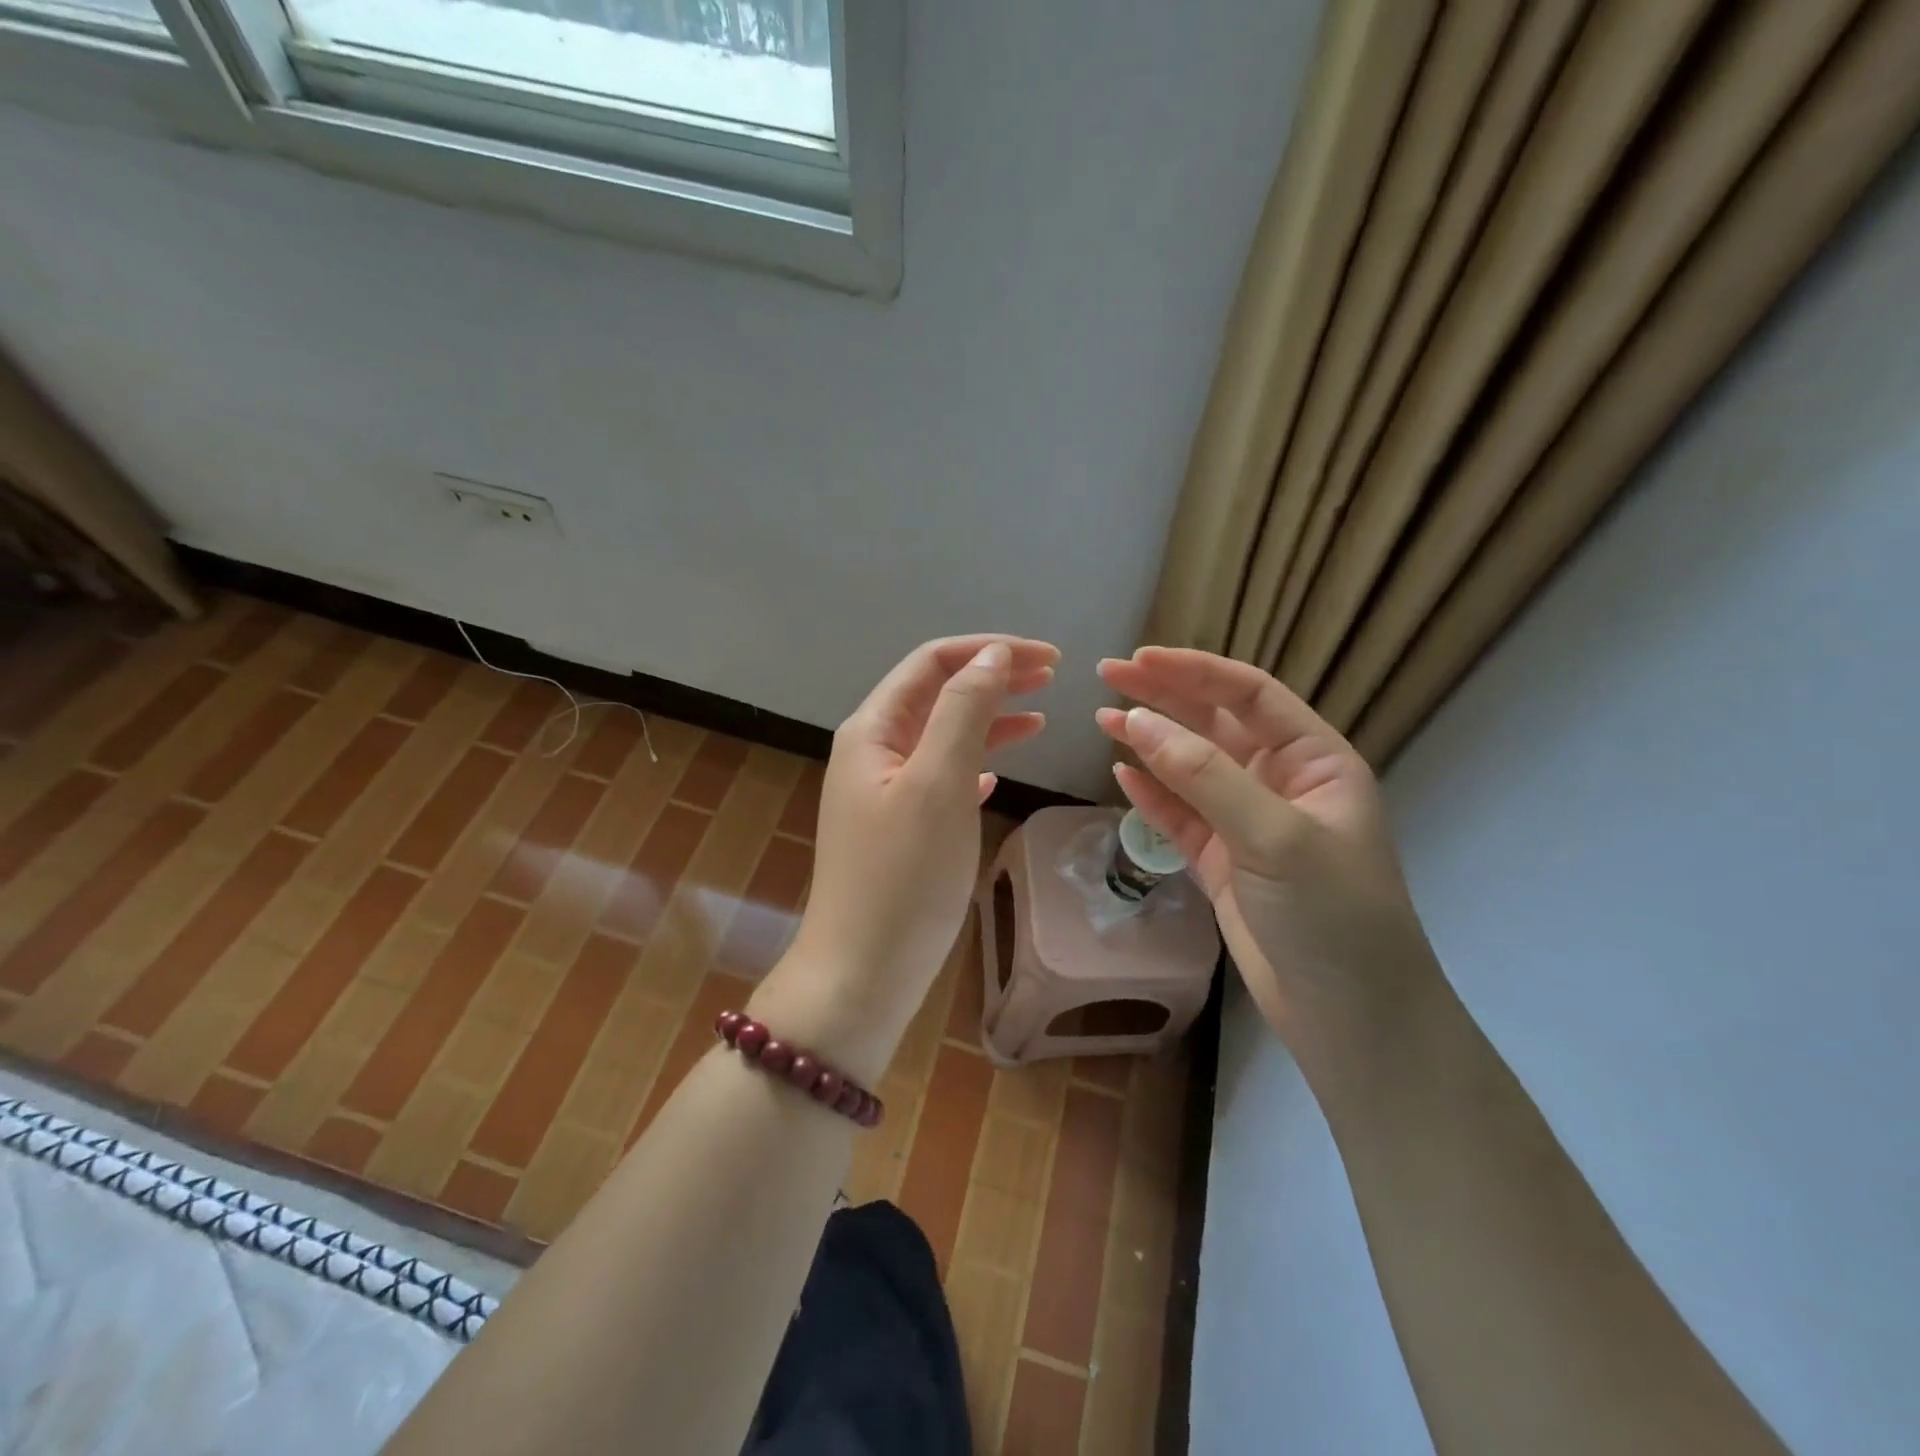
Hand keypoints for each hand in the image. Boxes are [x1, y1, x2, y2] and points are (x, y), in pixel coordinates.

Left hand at [752, 635, 1057, 1082]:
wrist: (862, 973)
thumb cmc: (902, 876)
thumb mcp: (938, 783)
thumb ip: (963, 712)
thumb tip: (990, 655)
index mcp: (872, 730)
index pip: (932, 663)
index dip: (989, 650)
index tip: (1049, 658)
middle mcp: (873, 752)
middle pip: (938, 694)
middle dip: (993, 678)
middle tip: (1053, 676)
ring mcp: (884, 792)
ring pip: (943, 736)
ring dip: (989, 719)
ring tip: (1041, 716)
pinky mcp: (900, 828)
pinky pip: (941, 778)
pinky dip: (974, 764)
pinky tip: (998, 774)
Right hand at [1096, 648, 1438, 1084]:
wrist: (1351, 1019)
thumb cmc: (1333, 915)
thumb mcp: (1273, 835)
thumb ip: (1205, 776)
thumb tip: (1136, 720)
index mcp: (1314, 761)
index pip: (1250, 695)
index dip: (1195, 671)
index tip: (1140, 659)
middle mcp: (1281, 783)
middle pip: (1215, 724)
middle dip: (1164, 697)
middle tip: (1108, 675)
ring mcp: (1248, 824)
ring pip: (1191, 769)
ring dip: (1150, 742)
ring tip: (1103, 718)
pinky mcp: (1222, 862)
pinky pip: (1180, 816)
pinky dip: (1151, 794)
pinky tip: (1122, 773)